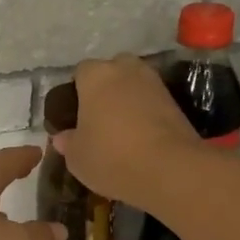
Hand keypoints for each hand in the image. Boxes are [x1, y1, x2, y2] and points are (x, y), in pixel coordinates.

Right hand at [55, 55, 203, 208]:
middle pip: (111, 72)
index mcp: (95, 76)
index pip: (80, 72)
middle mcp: (126, 69)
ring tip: (120, 130)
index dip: (76, 92)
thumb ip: (67, 142)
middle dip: (105, 89)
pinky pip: (151, 102)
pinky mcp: (175, 101)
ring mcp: (154, 83)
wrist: (169, 169)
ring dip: (127, 101)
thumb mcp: (77, 157)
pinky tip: (140, 137)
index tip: (74, 116)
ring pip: (134, 86)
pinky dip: (145, 113)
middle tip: (98, 119)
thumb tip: (63, 137)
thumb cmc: (111, 157)